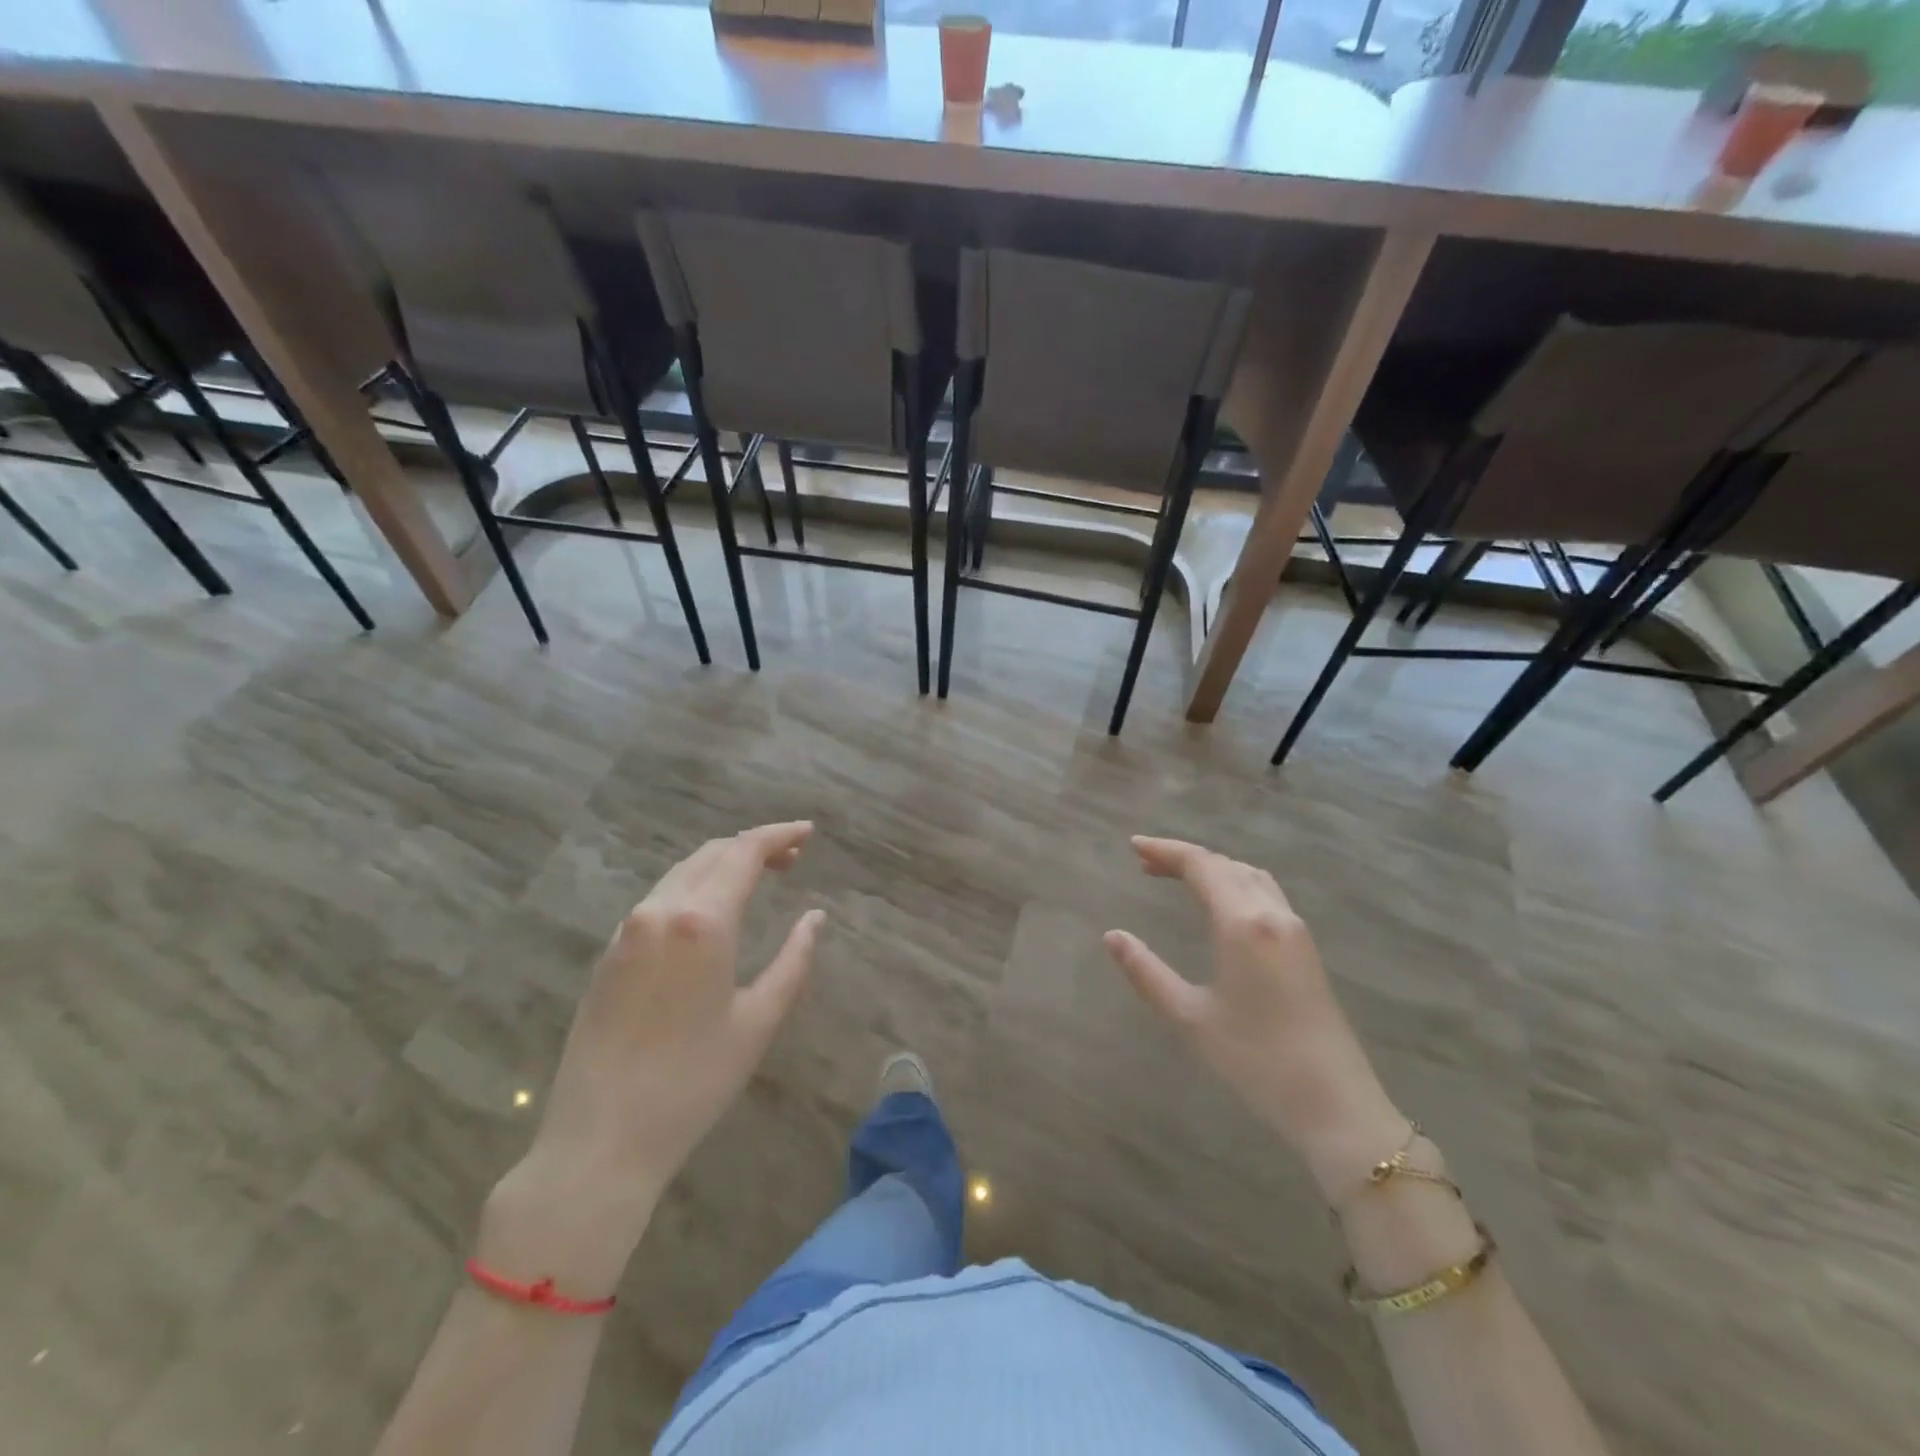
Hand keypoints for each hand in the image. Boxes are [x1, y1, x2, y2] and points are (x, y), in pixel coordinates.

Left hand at [480, 822, 824, 1291]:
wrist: (600, 1140)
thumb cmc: (693, 1082)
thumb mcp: (758, 1021)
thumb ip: (793, 960)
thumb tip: (814, 917)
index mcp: (702, 922)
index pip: (744, 852)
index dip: (779, 834)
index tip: (808, 831)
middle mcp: (660, 911)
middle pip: (712, 853)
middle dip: (754, 846)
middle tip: (793, 858)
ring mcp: (627, 930)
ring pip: (682, 872)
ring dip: (722, 864)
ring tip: (759, 878)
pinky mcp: (608, 953)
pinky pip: (659, 898)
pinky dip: (694, 886)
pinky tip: (711, 910)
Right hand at [1104, 836, 1407, 1201]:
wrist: (1335, 1104)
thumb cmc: (1256, 1060)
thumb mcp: (1190, 1017)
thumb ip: (1146, 972)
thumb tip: (1112, 936)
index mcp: (1242, 924)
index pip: (1201, 865)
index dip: (1165, 850)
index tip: (1133, 846)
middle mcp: (1272, 914)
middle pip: (1225, 865)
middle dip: (1184, 858)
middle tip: (1146, 863)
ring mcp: (1295, 930)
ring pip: (1250, 876)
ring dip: (1213, 868)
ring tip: (1178, 878)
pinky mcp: (1306, 948)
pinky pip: (1266, 893)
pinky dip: (1235, 883)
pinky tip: (1221, 905)